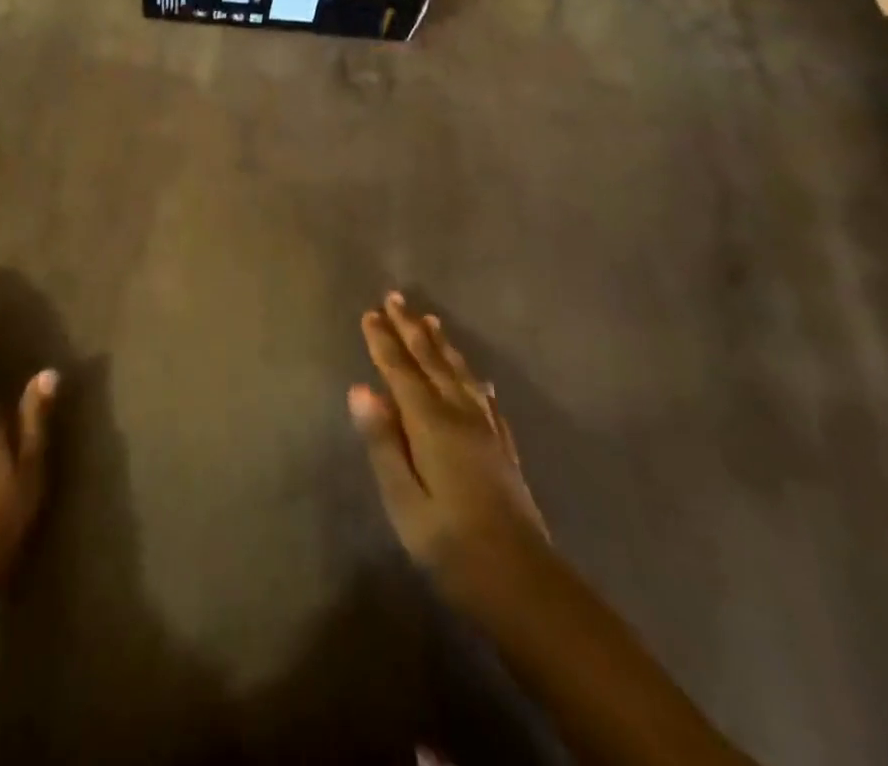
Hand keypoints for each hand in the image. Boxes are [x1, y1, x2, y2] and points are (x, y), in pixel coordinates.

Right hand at [350, 292, 549, 614]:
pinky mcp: (504, 452)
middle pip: (431, 363)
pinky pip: (486, 402)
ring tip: (432, 321)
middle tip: (396, 298)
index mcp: (431, 425)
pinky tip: (479, 381)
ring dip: (442, 346)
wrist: (527, 588)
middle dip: (411, 330)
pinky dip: (476, 383)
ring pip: (460, 375)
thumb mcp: (404, 500)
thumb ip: (383, 442)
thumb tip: (360, 389)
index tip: (370, 313)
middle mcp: (460, 416)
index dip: (383, 342)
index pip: (401, 372)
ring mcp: (487, 433)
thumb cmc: (452, 547)